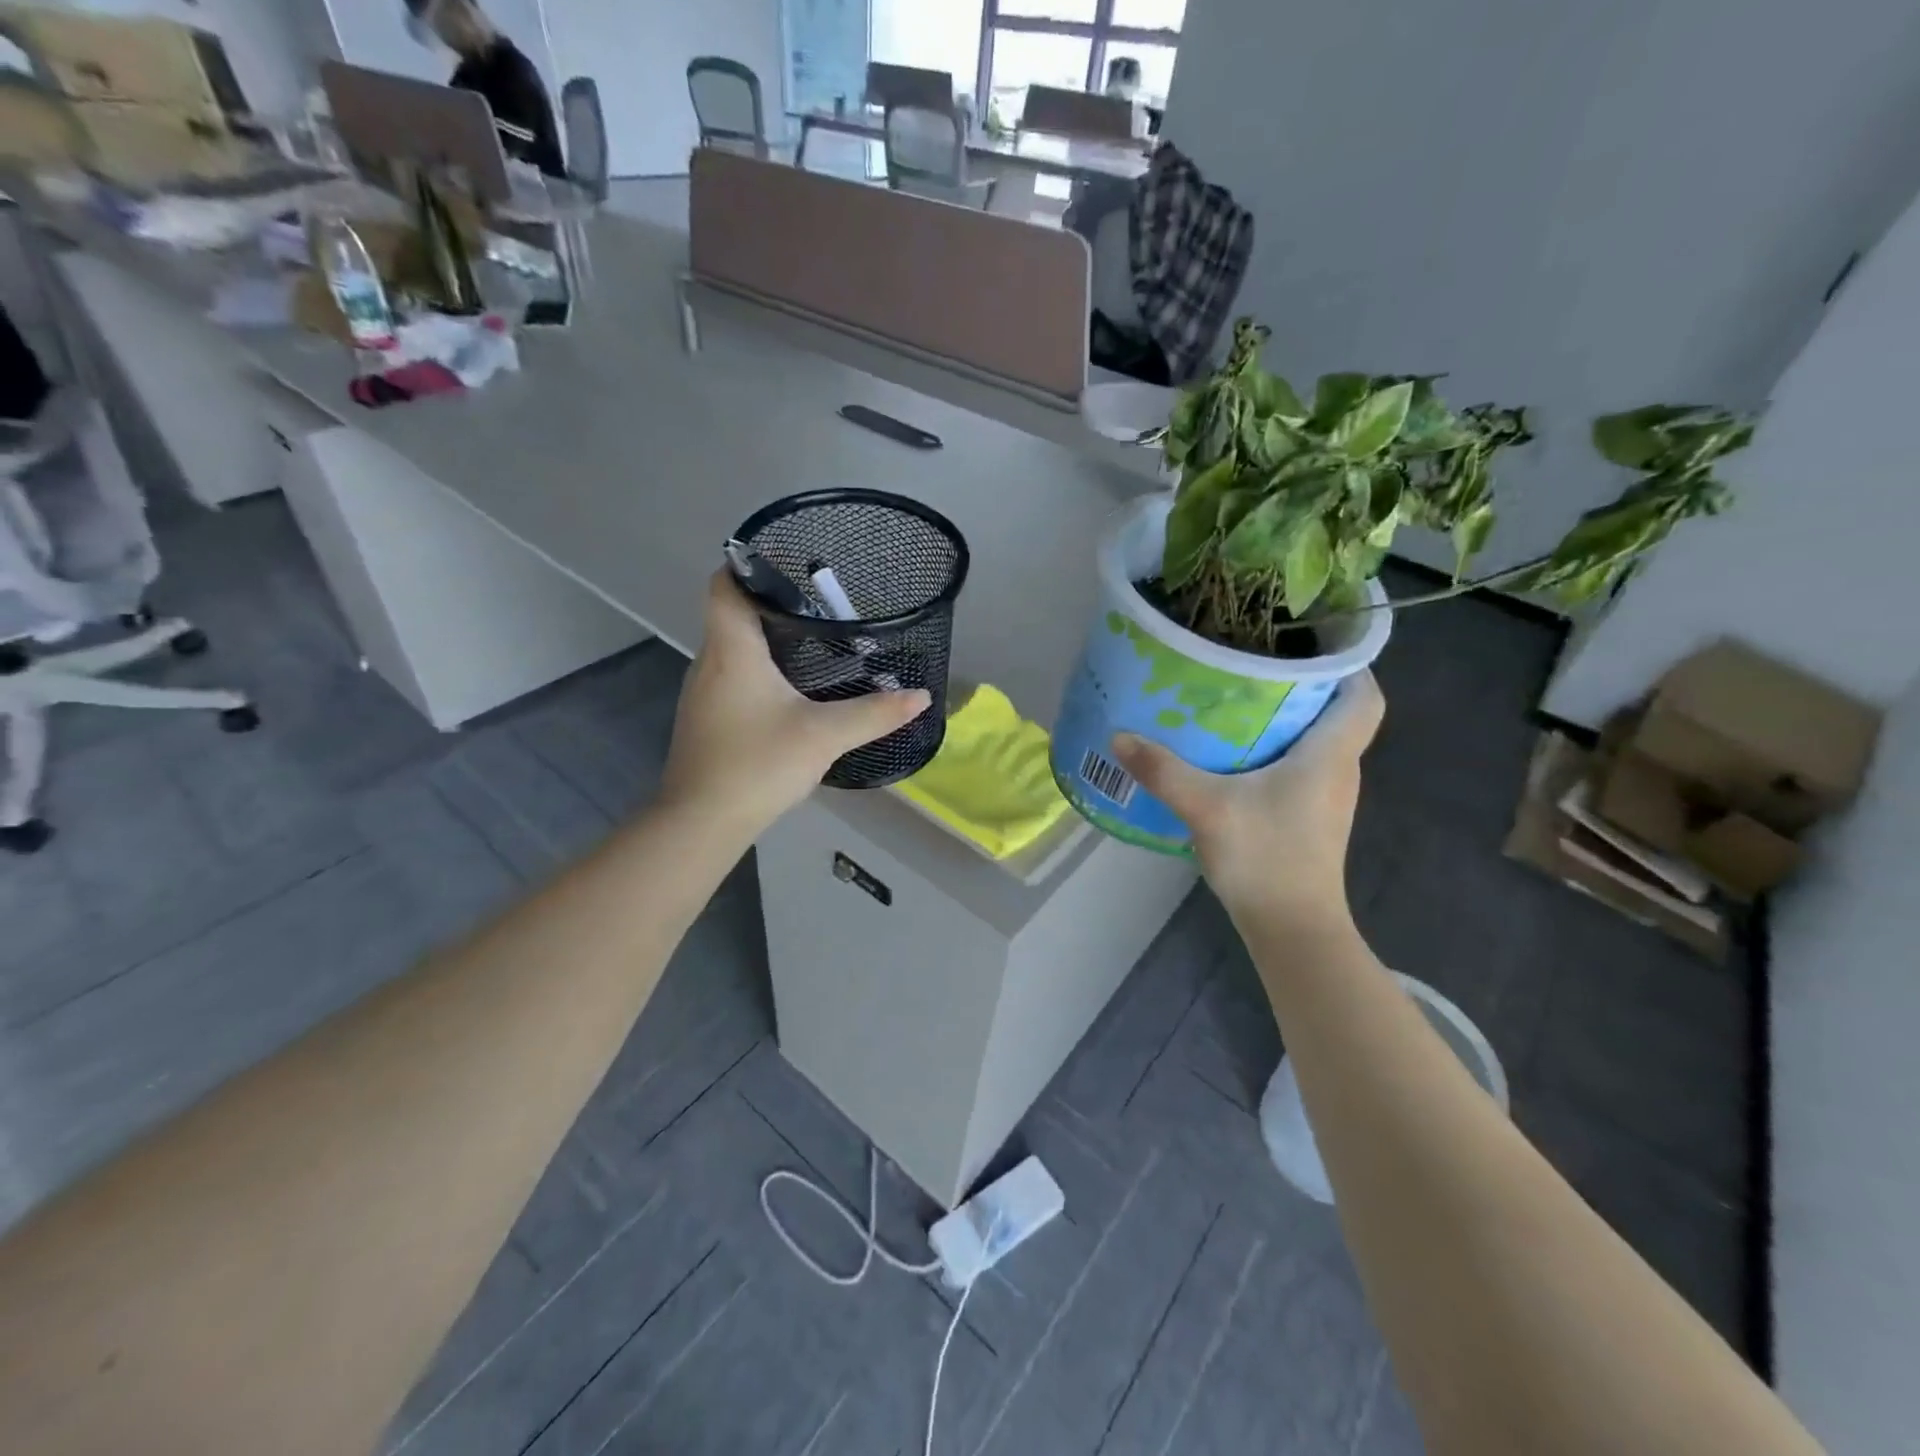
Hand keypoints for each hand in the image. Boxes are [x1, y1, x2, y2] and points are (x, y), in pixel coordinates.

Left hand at [659, 569, 930, 837]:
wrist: (701, 823)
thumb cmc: (758, 764)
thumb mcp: (824, 736)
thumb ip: (875, 713)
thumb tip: (921, 696)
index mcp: (731, 650)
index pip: (725, 584)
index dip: (752, 566)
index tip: (794, 568)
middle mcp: (710, 662)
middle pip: (733, 613)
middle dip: (775, 605)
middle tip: (825, 606)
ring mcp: (703, 692)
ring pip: (734, 648)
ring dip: (768, 640)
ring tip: (817, 643)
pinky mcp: (707, 718)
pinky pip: (734, 676)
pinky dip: (761, 670)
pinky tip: (793, 690)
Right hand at [1112, 673, 1383, 928]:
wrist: (1291, 928)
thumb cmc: (1265, 859)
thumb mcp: (1207, 808)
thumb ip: (1163, 770)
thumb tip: (1120, 736)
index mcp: (1330, 754)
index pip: (1365, 695)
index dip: (1347, 664)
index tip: (1308, 642)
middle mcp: (1338, 769)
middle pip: (1335, 712)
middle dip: (1300, 684)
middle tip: (1252, 663)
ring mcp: (1326, 796)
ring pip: (1316, 740)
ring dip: (1285, 718)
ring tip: (1236, 698)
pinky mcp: (1309, 817)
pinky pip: (1299, 766)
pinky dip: (1274, 750)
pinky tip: (1232, 753)